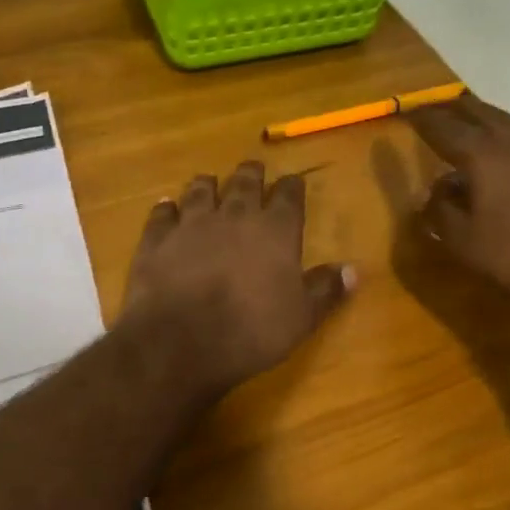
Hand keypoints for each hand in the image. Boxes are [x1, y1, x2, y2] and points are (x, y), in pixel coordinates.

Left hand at [120, 161, 354, 394]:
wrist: (181, 340)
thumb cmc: (251, 331)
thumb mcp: (301, 318)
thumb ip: (325, 290)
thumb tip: (353, 270)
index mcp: (275, 230)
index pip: (289, 195)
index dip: (293, 186)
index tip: (294, 182)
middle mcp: (234, 215)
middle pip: (244, 182)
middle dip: (251, 173)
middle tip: (252, 169)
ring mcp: (191, 223)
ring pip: (200, 190)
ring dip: (207, 184)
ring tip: (209, 181)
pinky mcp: (156, 239)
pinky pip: (162, 213)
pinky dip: (166, 208)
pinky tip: (166, 207)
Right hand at [405, 94, 509, 314]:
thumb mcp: (464, 244)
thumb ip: (441, 213)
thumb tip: (434, 193)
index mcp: (484, 157)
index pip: (445, 129)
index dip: (424, 120)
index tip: (408, 111)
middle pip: (482, 113)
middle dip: (456, 109)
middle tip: (439, 109)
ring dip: (494, 118)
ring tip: (485, 126)